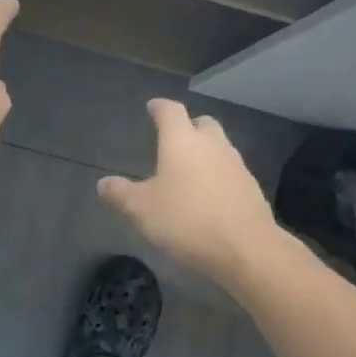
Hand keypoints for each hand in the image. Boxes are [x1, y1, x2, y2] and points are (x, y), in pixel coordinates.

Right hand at [97, 99, 281, 286]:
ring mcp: (236, 166)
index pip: (171, 111)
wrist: (246, 249)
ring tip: (189, 169)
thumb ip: (120, 194)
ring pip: (220, 147)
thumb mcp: (141, 210)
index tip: (152, 107)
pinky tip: (209, 195)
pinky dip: (218, 176)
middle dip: (188, 126)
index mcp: (182, 141)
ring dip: (205, 152)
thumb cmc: (186, 220)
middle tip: (174, 138)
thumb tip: (103, 184)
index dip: (159, 107)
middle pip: (202, 124)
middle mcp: (212, 145)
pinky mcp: (252, 188)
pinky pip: (231, 172)